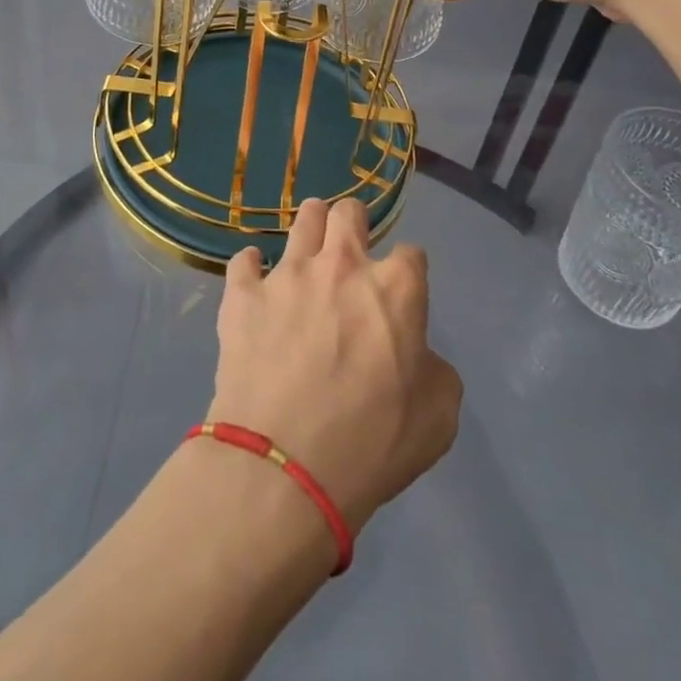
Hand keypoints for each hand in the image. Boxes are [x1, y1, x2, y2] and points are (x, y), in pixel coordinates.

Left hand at [208, 199, 461, 533]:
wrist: (284, 467)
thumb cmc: (371, 445)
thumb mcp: (437, 418)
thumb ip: (434, 370)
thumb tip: (416, 355)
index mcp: (395, 288)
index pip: (411, 254)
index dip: (409, 271)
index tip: (402, 291)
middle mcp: (342, 265)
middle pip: (349, 213)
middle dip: (354, 222)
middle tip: (350, 248)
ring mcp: (288, 274)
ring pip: (303, 219)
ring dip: (310, 227)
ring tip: (308, 247)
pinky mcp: (243, 293)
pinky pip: (243, 260)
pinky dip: (251, 268)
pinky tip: (253, 280)